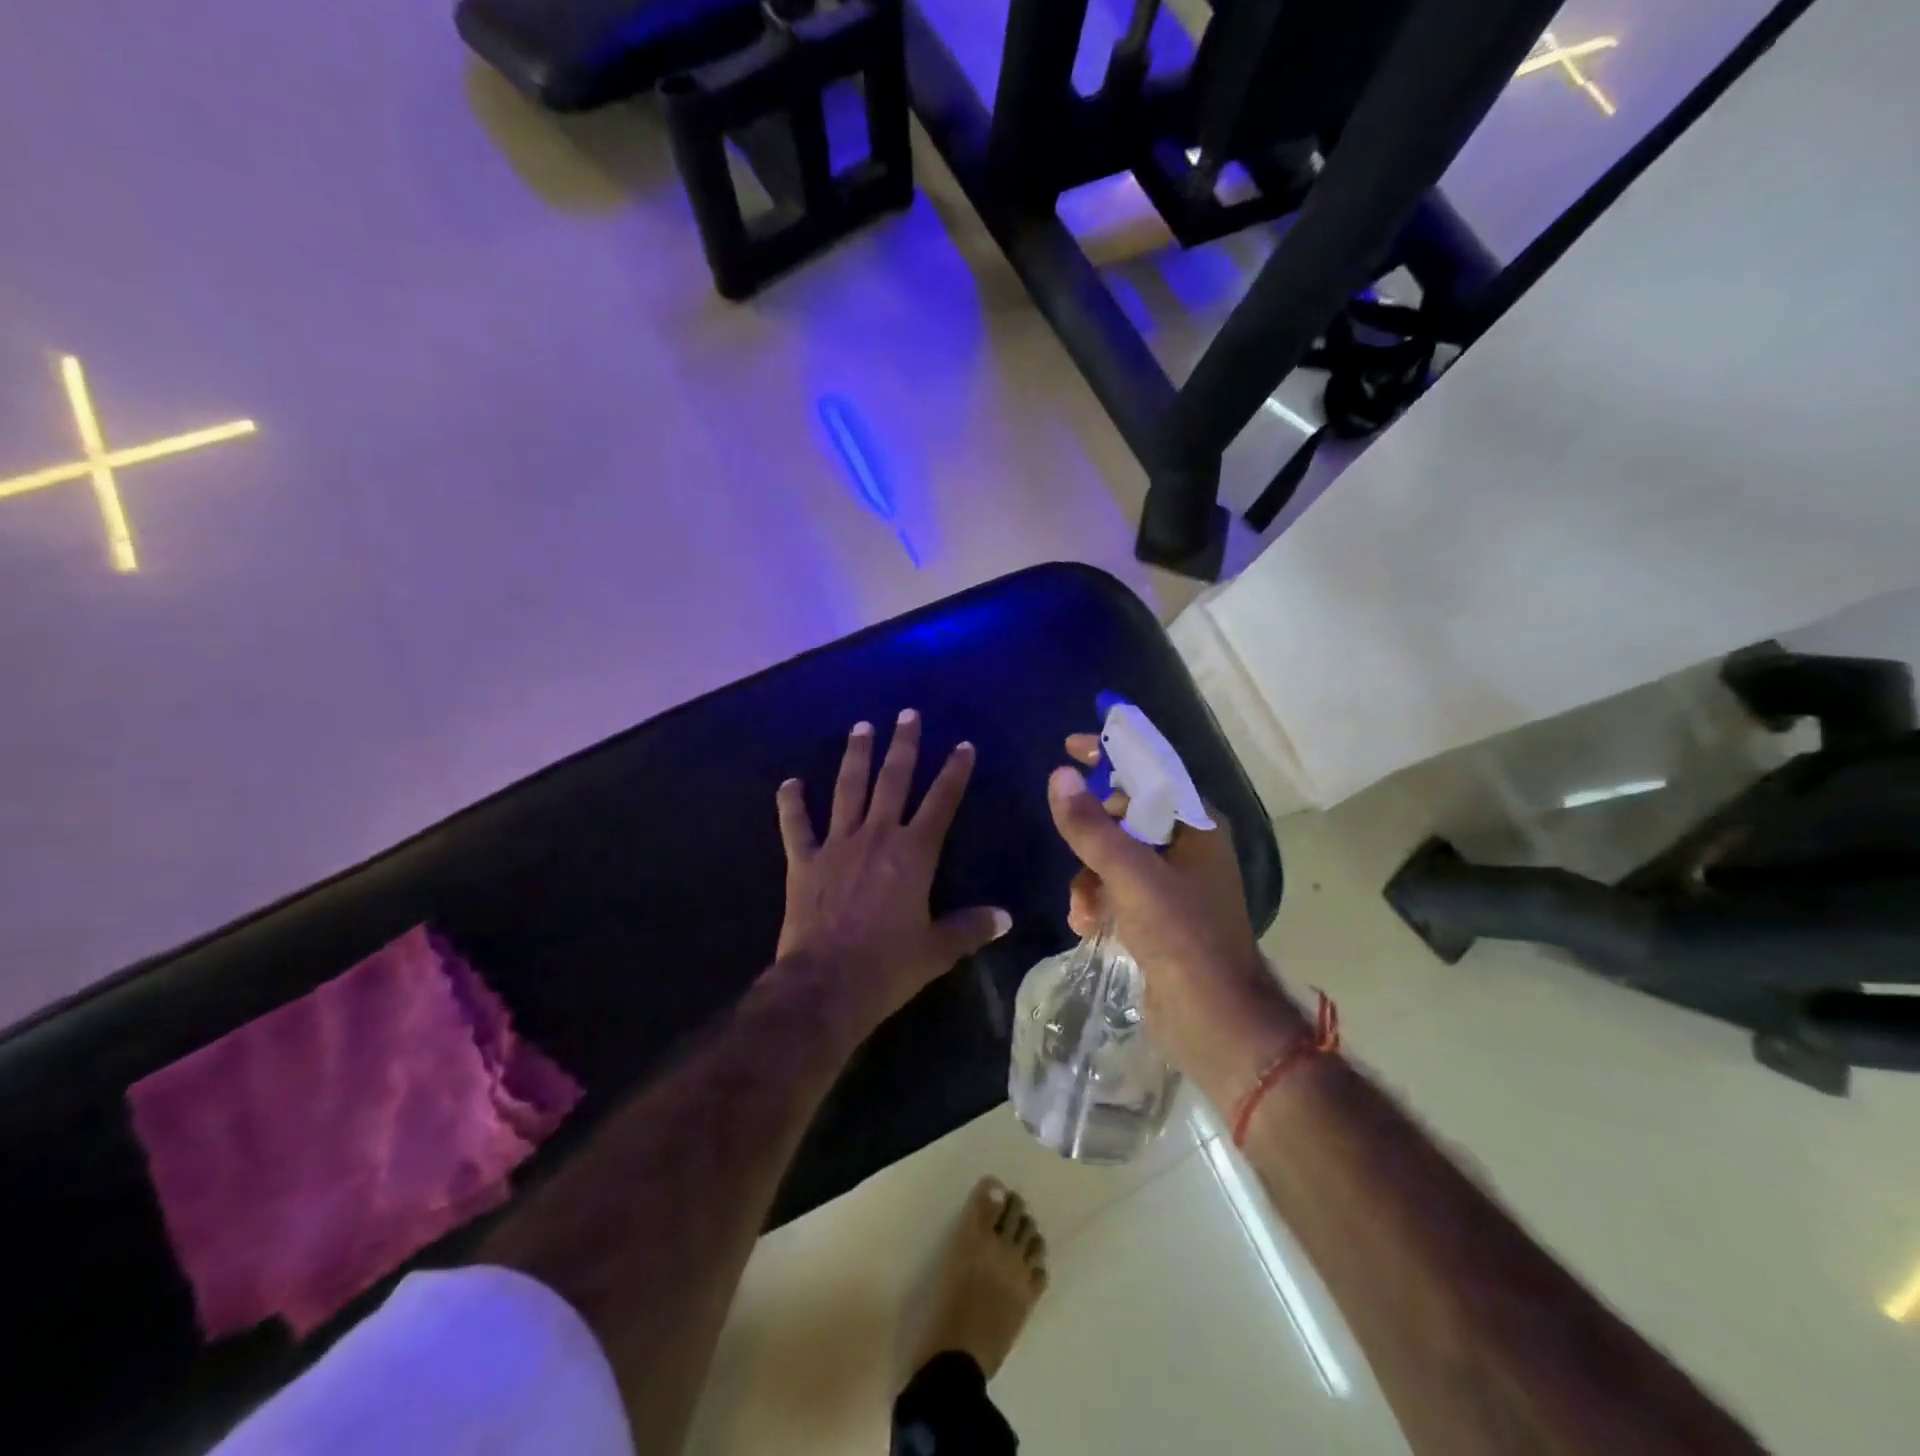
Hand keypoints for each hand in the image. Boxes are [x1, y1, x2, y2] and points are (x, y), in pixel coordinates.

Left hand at [775, 713, 1010, 1039]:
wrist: (827, 985)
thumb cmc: (888, 966)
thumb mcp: (937, 950)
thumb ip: (971, 928)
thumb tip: (1005, 918)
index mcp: (913, 854)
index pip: (941, 802)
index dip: (954, 772)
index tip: (963, 745)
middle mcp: (876, 837)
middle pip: (893, 781)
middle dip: (903, 746)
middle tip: (907, 714)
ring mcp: (836, 845)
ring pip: (847, 790)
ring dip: (855, 757)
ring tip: (861, 727)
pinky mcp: (803, 862)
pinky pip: (795, 826)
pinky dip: (790, 804)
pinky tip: (789, 783)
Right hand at [1048, 735, 1301, 1091]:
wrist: (1214, 1021)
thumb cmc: (1183, 937)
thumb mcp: (1131, 876)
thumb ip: (1092, 828)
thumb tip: (1060, 776)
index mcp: (1198, 826)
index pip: (1152, 771)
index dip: (1113, 753)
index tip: (1071, 745)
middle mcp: (1188, 848)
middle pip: (1127, 815)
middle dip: (1093, 833)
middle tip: (1069, 838)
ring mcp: (1173, 884)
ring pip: (1114, 855)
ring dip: (1089, 876)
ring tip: (1084, 907)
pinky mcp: (1158, 915)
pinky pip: (1115, 889)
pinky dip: (1097, 901)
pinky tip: (1087, 924)